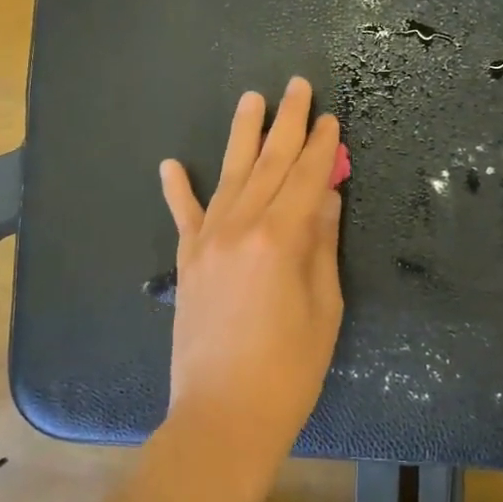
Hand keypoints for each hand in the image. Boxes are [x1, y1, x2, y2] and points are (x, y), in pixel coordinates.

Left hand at [159, 78, 344, 461]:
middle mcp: (240, 228)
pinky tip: (172, 164)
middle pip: (268, 164)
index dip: (322, 147)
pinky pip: (184, 217)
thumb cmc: (289, 370)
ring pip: (229, 176)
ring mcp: (207, 242)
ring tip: (252, 99)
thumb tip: (325, 197)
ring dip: (242, 135)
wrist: (222, 416)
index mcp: (280, 239)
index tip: (330, 118)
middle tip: (297, 86)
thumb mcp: (323, 308)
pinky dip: (178, 189)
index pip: (307, 178)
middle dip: (286, 123)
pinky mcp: (187, 263)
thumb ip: (321, 245)